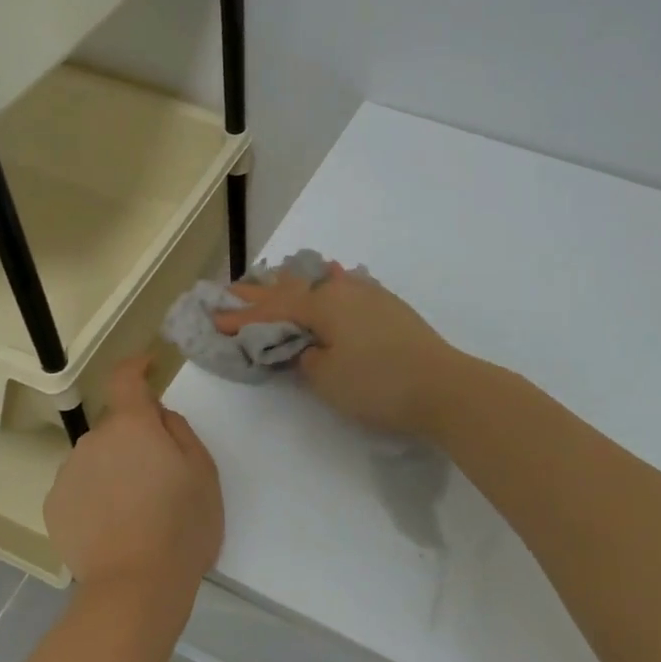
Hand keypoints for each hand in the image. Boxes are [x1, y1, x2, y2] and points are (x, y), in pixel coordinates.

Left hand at [44, 355, 222, 598]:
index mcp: (132, 425)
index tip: (147, 366)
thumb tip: (157, 416)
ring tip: (136, 511)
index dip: (136, 366)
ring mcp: (68, 473)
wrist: (135, 586)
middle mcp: (93, 440)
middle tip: (160, 477)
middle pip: (115, 427)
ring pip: (96, 459)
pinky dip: (95, 496)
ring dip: (114, 469)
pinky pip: (80, 487)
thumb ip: (179, 431)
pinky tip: (112, 528)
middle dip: (134, 439)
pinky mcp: (54, 507)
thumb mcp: (203, 472)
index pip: (125, 378)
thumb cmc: (181, 525)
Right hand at [214, 263, 463, 437]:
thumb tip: (308, 348)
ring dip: (295, 285)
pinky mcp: (390, 308)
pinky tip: (334, 273)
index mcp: (323, 305)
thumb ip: (306, 359)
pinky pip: (347, 288)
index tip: (215, 319)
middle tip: (231, 289)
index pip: (273, 310)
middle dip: (261, 293)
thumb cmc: (379, 384)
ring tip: (274, 278)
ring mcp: (371, 296)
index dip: (243, 316)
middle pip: (293, 289)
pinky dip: (330, 285)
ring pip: (322, 284)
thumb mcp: (327, 378)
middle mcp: (344, 291)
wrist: (445, 388)